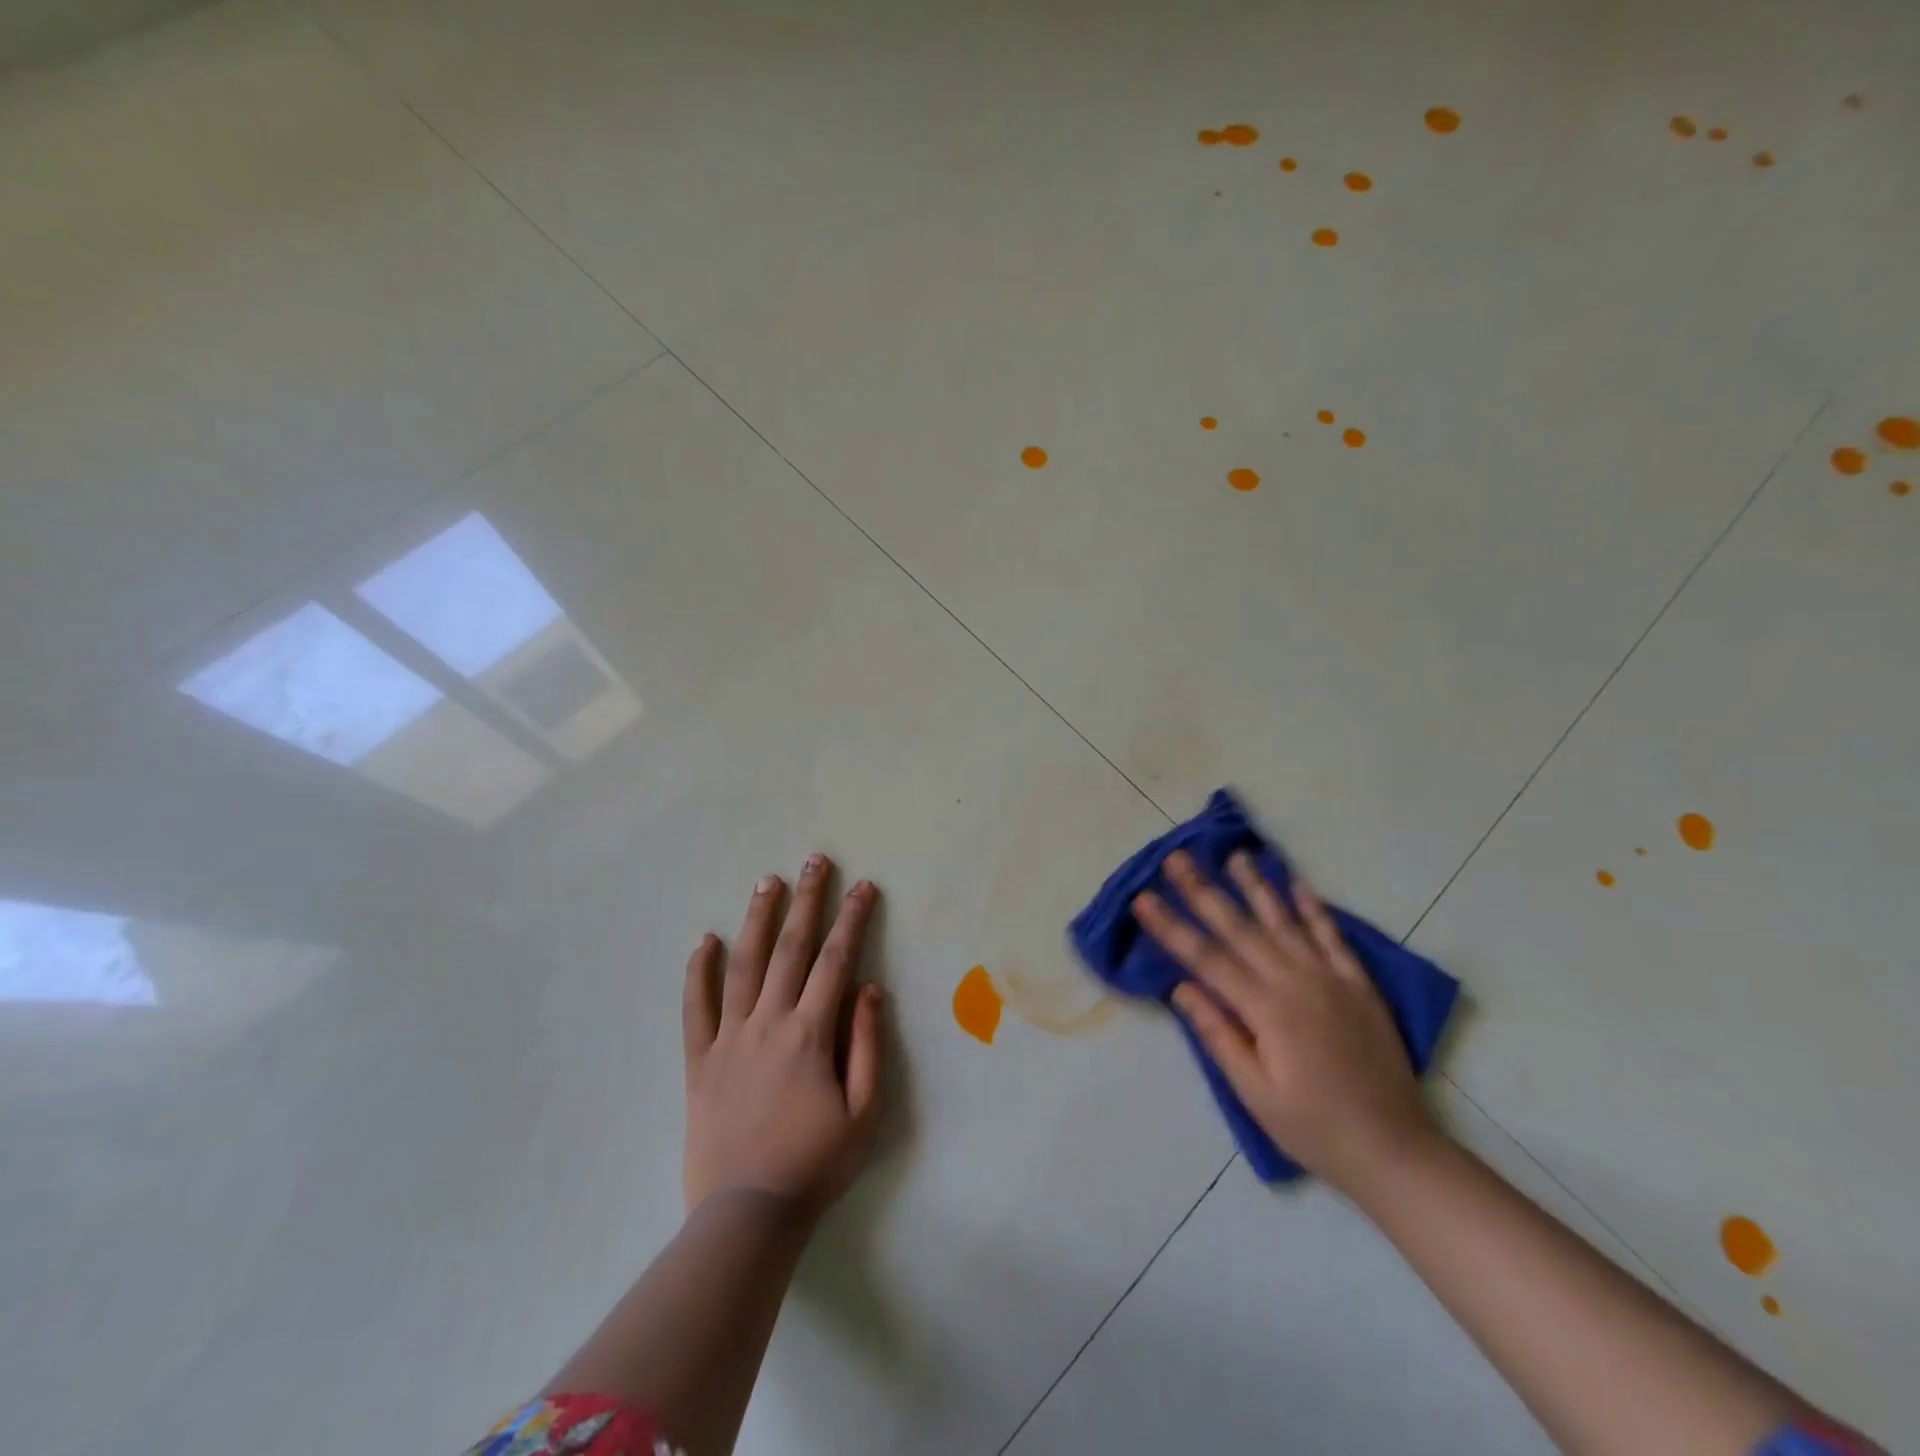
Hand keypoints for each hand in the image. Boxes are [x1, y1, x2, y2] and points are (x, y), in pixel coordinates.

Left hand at [682, 854, 884, 1220]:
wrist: (746, 1216)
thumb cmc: (815, 1165)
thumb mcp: (863, 1112)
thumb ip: (866, 1044)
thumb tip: (868, 987)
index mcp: (809, 1033)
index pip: (836, 961)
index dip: (851, 919)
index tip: (862, 886)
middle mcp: (768, 1023)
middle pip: (791, 949)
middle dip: (806, 900)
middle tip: (814, 860)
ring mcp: (729, 1039)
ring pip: (743, 965)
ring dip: (758, 920)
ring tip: (767, 882)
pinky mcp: (699, 1062)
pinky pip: (695, 1009)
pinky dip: (698, 973)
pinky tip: (704, 941)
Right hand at [1133, 850, 1439, 1193]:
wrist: (1396, 1150)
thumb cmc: (1314, 1129)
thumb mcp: (1254, 1093)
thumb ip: (1219, 1035)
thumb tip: (1181, 987)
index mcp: (1266, 1010)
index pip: (1206, 958)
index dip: (1170, 927)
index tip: (1142, 899)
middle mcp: (1296, 982)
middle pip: (1239, 928)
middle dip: (1203, 891)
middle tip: (1177, 858)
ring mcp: (1331, 979)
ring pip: (1284, 921)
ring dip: (1256, 886)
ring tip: (1234, 855)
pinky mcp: (1359, 985)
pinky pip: (1333, 937)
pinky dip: (1314, 909)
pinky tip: (1298, 884)